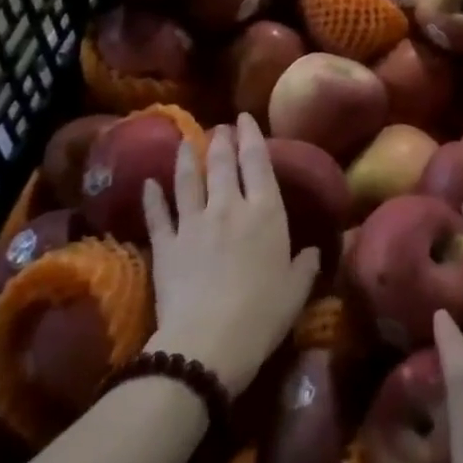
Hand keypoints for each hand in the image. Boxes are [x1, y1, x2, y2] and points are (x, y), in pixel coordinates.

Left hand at [142, 114, 320, 394]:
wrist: (207, 344)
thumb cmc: (262, 315)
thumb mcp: (296, 290)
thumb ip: (305, 265)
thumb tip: (314, 251)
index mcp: (265, 212)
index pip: (258, 162)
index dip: (251, 136)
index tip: (244, 118)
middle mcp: (229, 207)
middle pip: (222, 164)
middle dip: (221, 140)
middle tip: (220, 127)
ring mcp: (193, 223)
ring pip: (188, 180)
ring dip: (186, 158)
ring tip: (185, 141)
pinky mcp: (166, 245)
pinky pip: (158, 214)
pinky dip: (152, 197)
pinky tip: (148, 183)